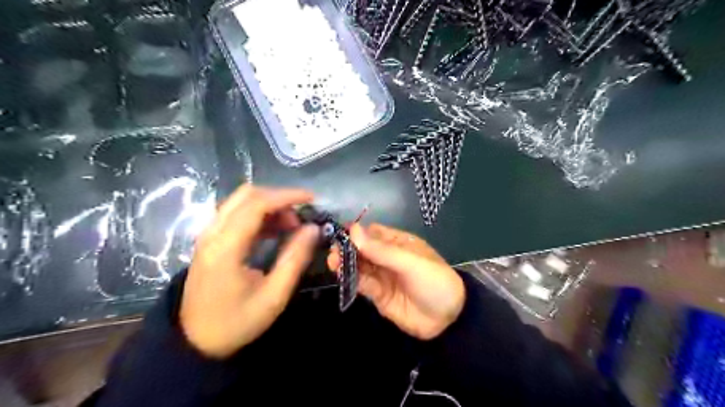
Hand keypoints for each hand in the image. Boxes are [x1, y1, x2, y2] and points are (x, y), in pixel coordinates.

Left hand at [180, 185, 317, 358]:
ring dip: (269, 205)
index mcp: (226, 247)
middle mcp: (213, 233)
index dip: (286, 196)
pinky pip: (236, 213)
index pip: (257, 204)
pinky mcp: (210, 240)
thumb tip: (313, 228)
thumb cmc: (237, 322)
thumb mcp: (274, 296)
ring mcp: (208, 235)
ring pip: (241, 201)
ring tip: (290, 226)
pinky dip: (259, 214)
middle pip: (247, 195)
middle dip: (279, 198)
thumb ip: (295, 259)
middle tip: (300, 218)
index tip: (312, 199)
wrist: (195, 342)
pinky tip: (274, 231)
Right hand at [330, 223, 463, 339]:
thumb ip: (381, 250)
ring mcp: (382, 276)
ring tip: (333, 263)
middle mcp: (388, 257)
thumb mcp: (410, 262)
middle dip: (348, 248)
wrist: (448, 320)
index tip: (339, 233)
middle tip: (333, 251)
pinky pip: (362, 284)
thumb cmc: (434, 281)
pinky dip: (351, 279)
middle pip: (363, 249)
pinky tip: (342, 276)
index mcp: (398, 243)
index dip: (357, 232)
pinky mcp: (378, 295)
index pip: (373, 233)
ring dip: (346, 263)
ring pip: (360, 266)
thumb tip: (353, 230)